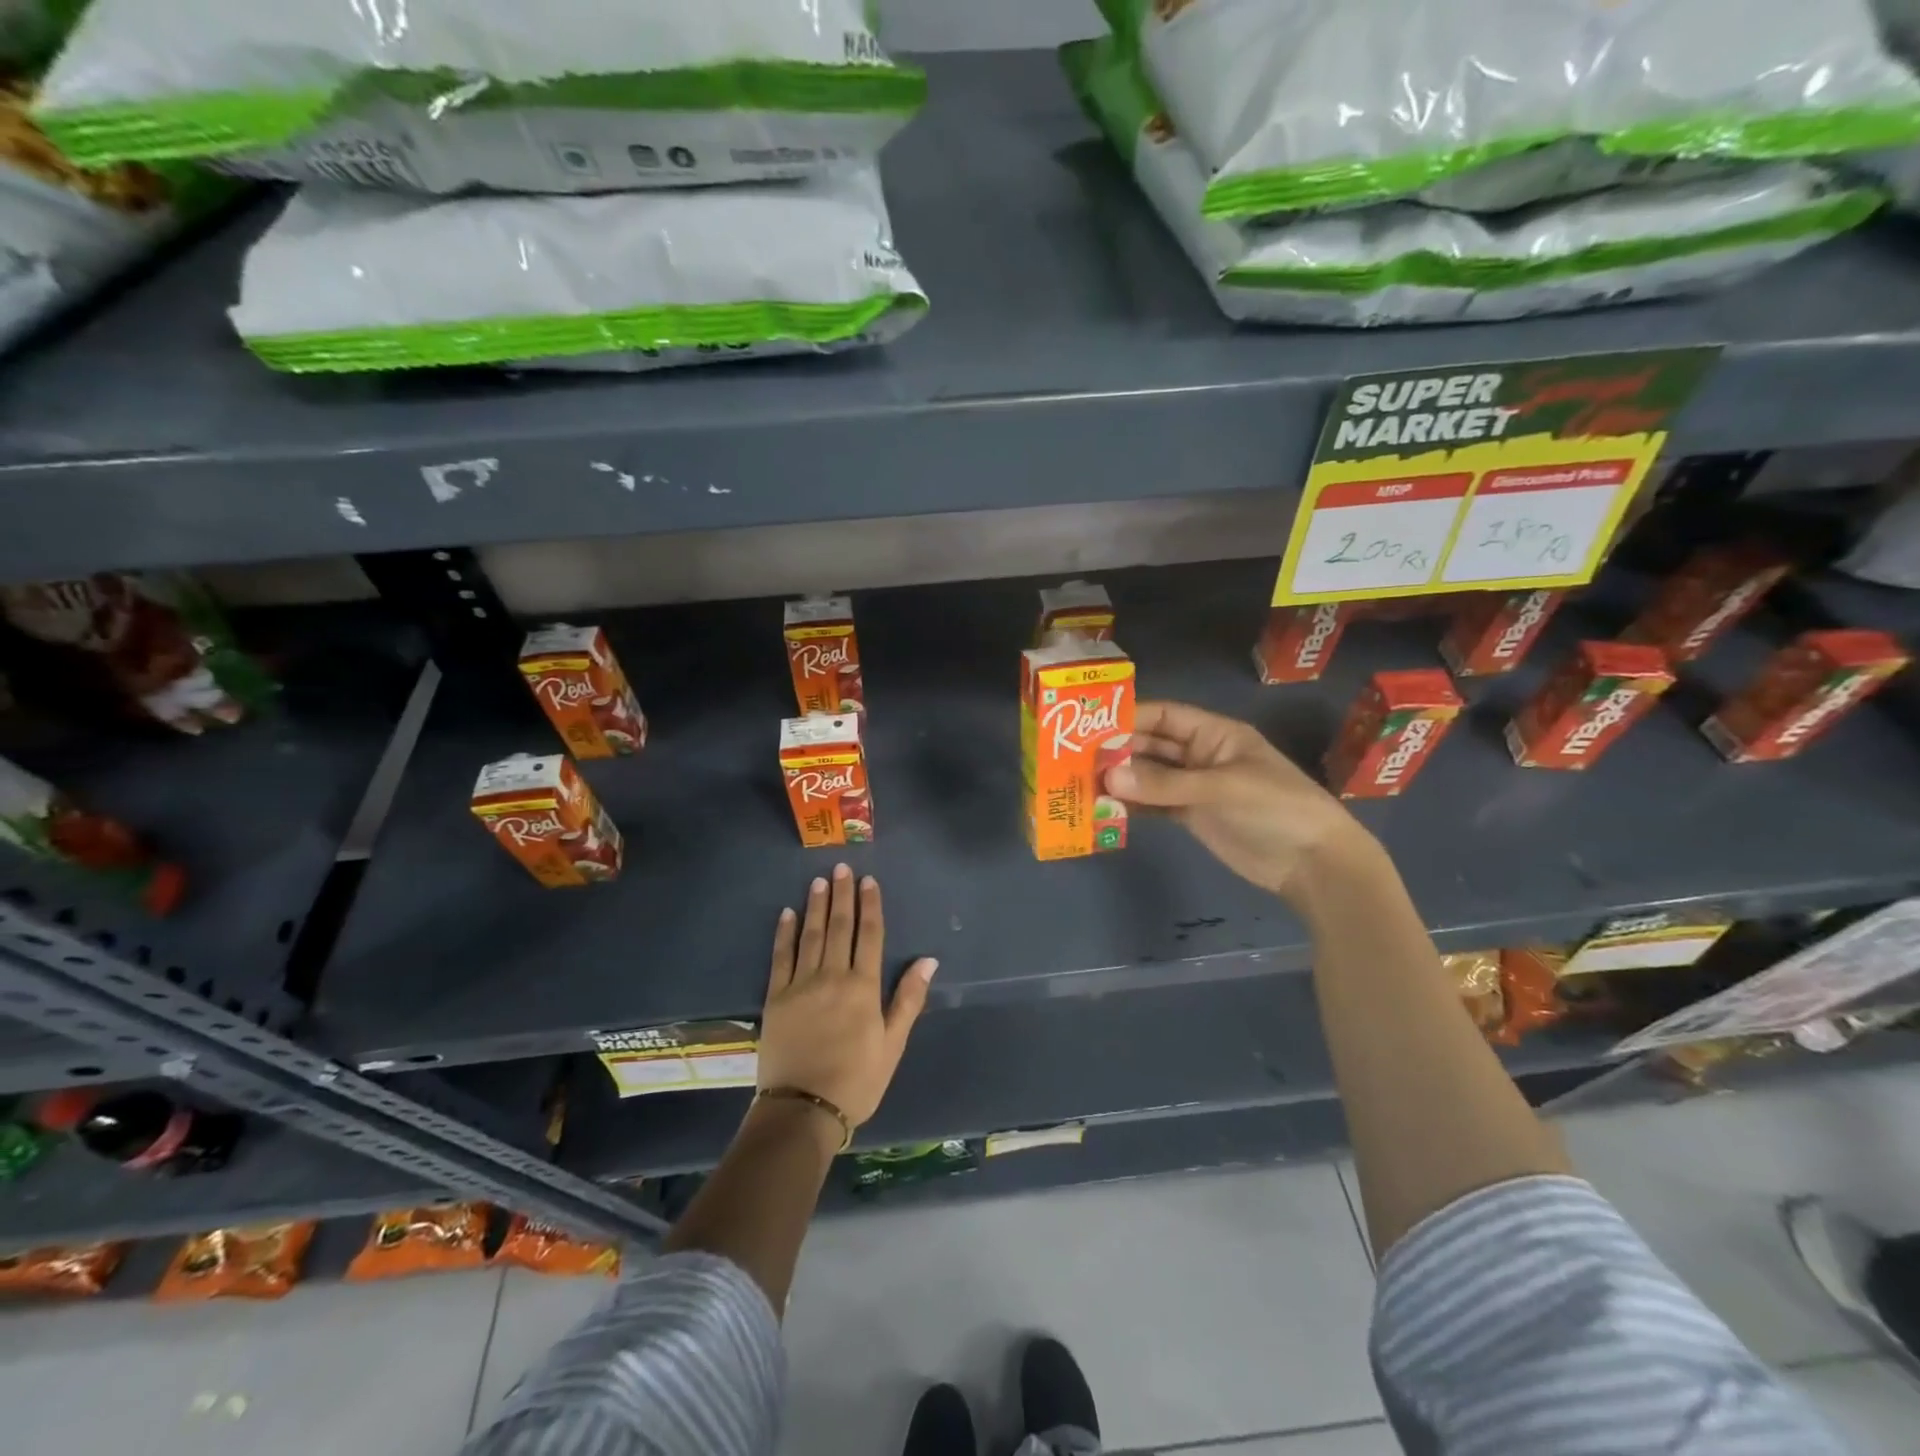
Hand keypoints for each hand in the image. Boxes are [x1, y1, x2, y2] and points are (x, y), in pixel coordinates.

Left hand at [758, 863, 935, 1127]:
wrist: (803, 1109)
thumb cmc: (857, 1080)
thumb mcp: (893, 1044)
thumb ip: (908, 999)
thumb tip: (929, 960)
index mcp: (863, 987)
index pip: (869, 936)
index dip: (870, 906)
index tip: (869, 881)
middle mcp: (832, 976)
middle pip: (839, 928)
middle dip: (842, 896)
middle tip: (841, 868)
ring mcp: (801, 984)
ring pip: (811, 935)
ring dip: (816, 906)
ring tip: (818, 881)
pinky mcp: (776, 997)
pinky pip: (780, 957)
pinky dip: (784, 933)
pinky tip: (787, 914)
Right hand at [1106, 700, 1376, 907]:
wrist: (1313, 863)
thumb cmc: (1275, 808)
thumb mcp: (1221, 788)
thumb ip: (1164, 784)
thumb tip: (1109, 778)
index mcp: (1215, 734)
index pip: (1166, 715)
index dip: (1131, 717)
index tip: (1091, 724)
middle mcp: (1201, 755)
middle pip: (1152, 746)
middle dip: (1119, 751)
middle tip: (1076, 760)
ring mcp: (1195, 787)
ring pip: (1150, 777)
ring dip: (1122, 780)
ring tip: (1083, 785)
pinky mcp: (1192, 816)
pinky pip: (1155, 805)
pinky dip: (1133, 807)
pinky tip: (1106, 810)